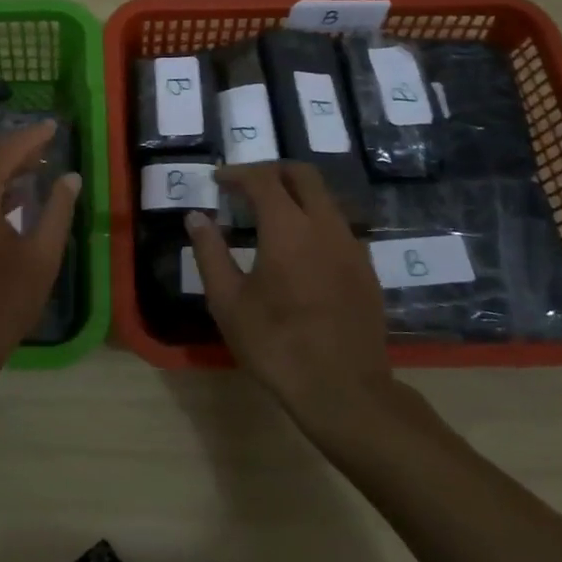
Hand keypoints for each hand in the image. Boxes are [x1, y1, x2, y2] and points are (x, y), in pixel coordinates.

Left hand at [0, 120, 81, 384]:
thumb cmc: (0, 305)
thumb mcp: (41, 258)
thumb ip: (57, 210)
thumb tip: (69, 177)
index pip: (4, 150)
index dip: (32, 136)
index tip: (55, 126)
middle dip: (16, 148)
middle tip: (48, 145)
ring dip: (1, 166)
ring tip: (35, 166)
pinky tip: (10, 195)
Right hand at [185, 162, 392, 427]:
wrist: (344, 390)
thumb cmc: (276, 344)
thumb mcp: (228, 302)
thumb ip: (210, 253)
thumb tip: (196, 218)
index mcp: (288, 228)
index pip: (262, 179)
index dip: (238, 173)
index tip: (218, 180)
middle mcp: (325, 225)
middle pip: (303, 175)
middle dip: (272, 171)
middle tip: (246, 186)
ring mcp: (351, 245)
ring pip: (325, 199)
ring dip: (296, 194)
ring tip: (270, 216)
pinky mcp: (366, 268)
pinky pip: (338, 226)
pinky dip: (314, 220)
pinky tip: (299, 249)